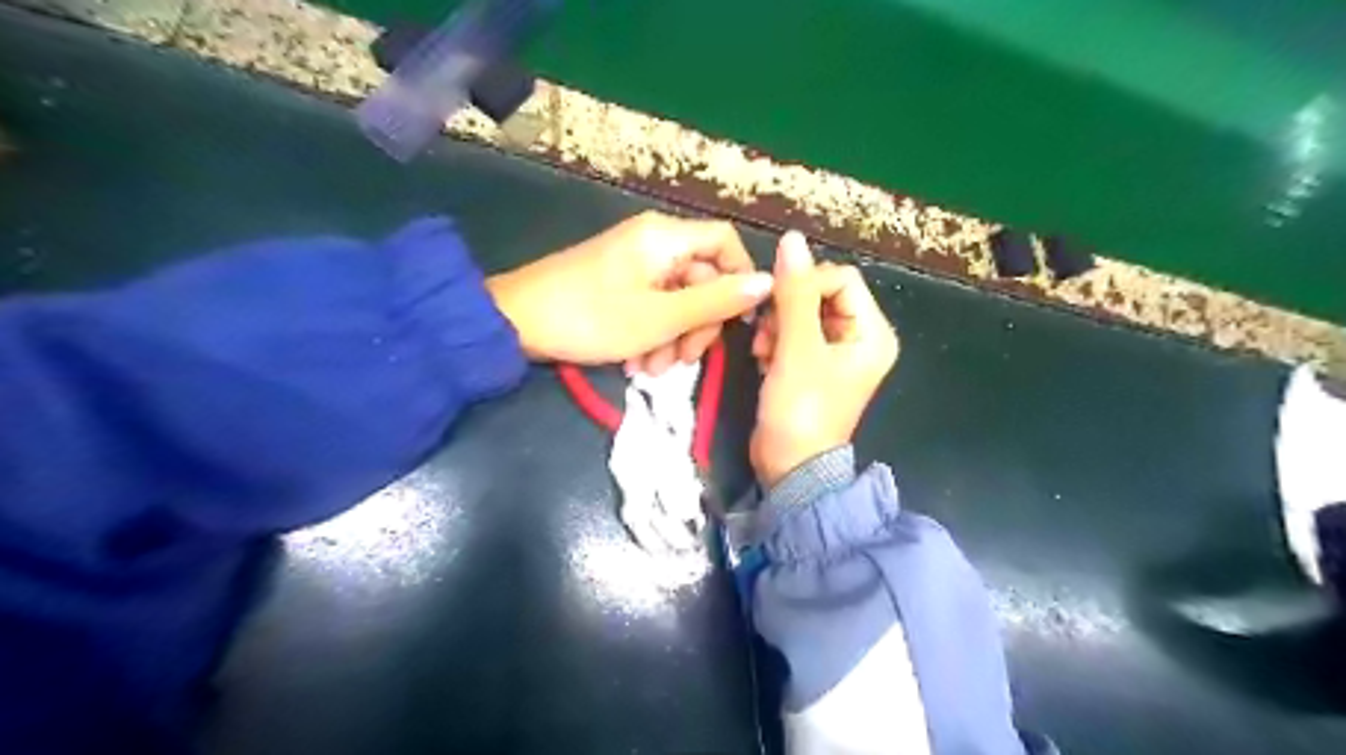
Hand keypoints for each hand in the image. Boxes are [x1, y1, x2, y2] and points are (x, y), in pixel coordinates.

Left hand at [489, 208, 773, 369]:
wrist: (515, 323)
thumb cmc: (591, 318)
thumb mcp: (661, 317)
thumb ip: (716, 301)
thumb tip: (767, 282)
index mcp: (666, 237)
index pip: (726, 242)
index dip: (740, 279)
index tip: (737, 321)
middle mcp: (654, 242)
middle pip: (702, 277)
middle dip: (698, 324)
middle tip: (682, 362)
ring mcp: (634, 263)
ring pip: (678, 298)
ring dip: (674, 337)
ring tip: (651, 370)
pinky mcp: (618, 283)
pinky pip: (653, 305)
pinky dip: (652, 334)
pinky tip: (637, 363)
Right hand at [752, 234, 896, 486]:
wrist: (789, 467)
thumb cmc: (801, 410)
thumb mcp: (797, 349)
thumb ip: (794, 293)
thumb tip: (792, 239)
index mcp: (872, 333)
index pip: (841, 279)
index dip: (805, 285)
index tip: (776, 307)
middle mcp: (859, 338)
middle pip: (821, 294)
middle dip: (788, 309)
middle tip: (767, 334)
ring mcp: (835, 353)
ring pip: (802, 313)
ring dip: (777, 326)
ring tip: (763, 351)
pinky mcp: (813, 365)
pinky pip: (794, 333)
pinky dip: (776, 341)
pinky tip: (764, 360)